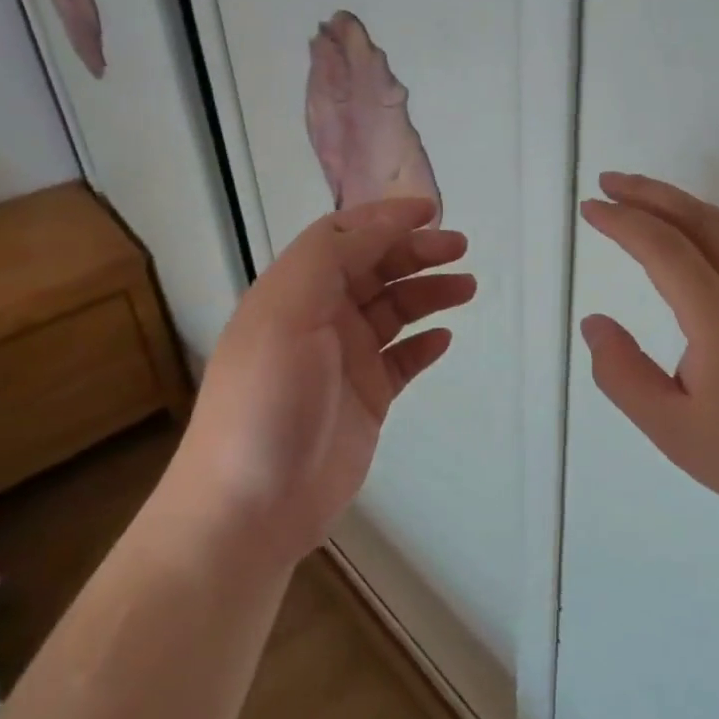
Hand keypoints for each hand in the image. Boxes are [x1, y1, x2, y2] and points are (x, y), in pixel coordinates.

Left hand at [165, 197, 473, 565]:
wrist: (252, 506)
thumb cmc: (267, 400)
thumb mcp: (287, 312)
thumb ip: (330, 258)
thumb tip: (383, 223)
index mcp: (294, 291)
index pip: (343, 238)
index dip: (385, 219)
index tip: (430, 211)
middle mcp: (319, 319)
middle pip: (374, 270)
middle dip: (415, 253)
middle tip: (459, 249)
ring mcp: (344, 360)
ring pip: (394, 311)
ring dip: (428, 293)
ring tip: (467, 287)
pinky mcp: (366, 398)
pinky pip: (402, 360)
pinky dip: (423, 344)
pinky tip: (444, 338)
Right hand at [578, 172, 718, 517]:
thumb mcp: (670, 427)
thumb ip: (623, 374)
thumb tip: (593, 323)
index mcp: (718, 316)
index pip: (663, 248)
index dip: (623, 222)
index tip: (590, 208)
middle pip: (696, 219)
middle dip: (648, 193)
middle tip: (606, 182)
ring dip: (678, 200)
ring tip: (639, 194)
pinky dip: (703, 219)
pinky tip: (688, 230)